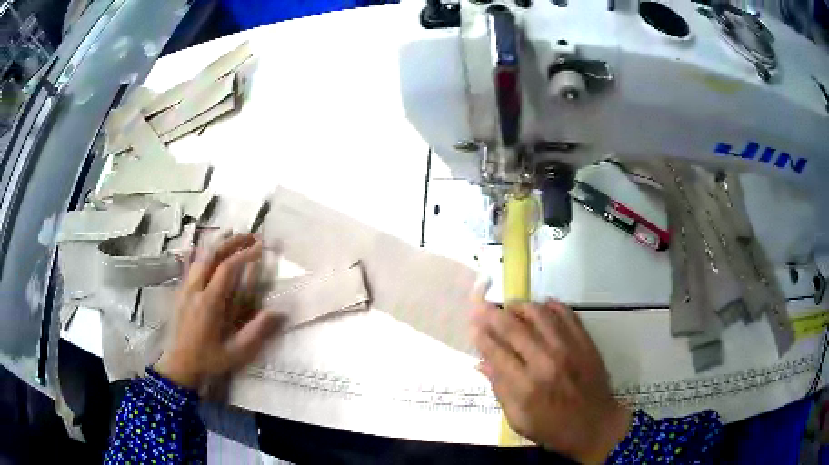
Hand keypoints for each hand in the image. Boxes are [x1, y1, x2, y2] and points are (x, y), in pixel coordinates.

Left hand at [155, 234, 281, 388]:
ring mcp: (184, 288)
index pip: (227, 269)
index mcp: (209, 303)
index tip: (260, 247)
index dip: (244, 255)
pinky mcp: (179, 292)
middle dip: (232, 242)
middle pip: (211, 255)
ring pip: (199, 257)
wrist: (179, 365)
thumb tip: (277, 312)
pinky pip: (189, 265)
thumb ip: (255, 332)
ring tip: (232, 236)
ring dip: (217, 244)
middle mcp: (195, 289)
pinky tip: (204, 248)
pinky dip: (200, 253)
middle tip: (249, 235)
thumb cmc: (208, 360)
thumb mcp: (235, 352)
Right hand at [470, 300, 630, 463]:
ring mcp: (569, 348)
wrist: (596, 425)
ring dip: (520, 306)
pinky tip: (542, 306)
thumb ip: (500, 389)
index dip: (481, 336)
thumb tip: (481, 363)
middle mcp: (546, 362)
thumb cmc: (553, 429)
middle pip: (514, 328)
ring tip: (510, 306)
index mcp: (526, 387)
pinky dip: (551, 306)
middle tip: (481, 305)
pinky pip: (567, 314)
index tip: (472, 325)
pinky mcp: (585, 342)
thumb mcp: (518, 420)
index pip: (496, 352)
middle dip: (493, 314)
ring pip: (539, 314)